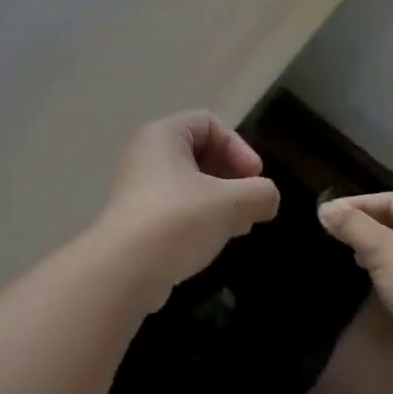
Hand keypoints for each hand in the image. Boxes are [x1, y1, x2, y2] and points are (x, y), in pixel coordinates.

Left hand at [93, 111, 280, 301]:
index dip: (238, 147)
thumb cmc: (177, 220)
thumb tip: (268, 198)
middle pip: (201, 152)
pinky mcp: (138, 217)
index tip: (254, 179)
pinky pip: (177, 206)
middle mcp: (147, 154)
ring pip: (190, 182)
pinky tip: (214, 240)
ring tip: (238, 226)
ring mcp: (139, 186)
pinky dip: (200, 217)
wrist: (124, 270)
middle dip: (232, 177)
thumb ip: (259, 193)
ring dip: (220, 200)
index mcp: (163, 135)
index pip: (209, 123)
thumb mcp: (229, 203)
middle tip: (250, 205)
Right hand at [318, 192, 392, 380]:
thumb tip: (324, 208)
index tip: (325, 214)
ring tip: (352, 255)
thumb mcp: (383, 250)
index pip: (392, 200)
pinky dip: (392, 271)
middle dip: (367, 227)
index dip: (357, 205)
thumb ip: (353, 226)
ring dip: (378, 250)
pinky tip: (375, 280)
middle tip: (335, 234)